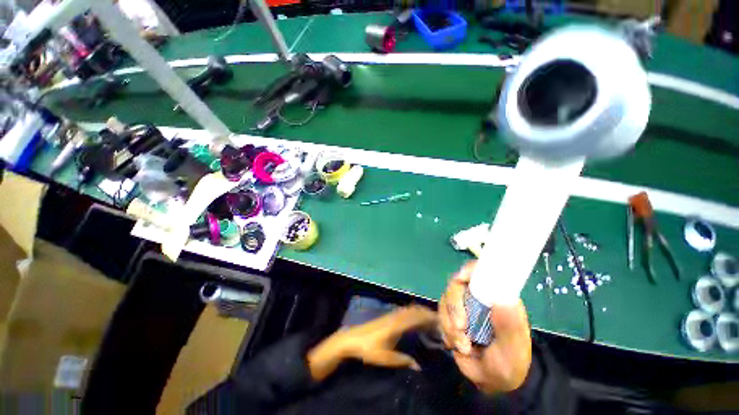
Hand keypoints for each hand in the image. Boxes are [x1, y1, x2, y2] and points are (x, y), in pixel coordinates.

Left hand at [307, 305, 436, 380]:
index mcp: (397, 324)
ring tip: (431, 319)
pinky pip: (405, 310)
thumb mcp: (386, 358)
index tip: (440, 321)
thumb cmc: (369, 348)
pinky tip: (416, 318)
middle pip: (415, 310)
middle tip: (440, 321)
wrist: (352, 338)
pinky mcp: (388, 315)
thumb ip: (403, 361)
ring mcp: (392, 314)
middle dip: (428, 313)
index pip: (416, 317)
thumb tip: (419, 366)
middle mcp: (396, 316)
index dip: (429, 317)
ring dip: (421, 311)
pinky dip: (414, 312)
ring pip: (410, 309)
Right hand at [439, 261, 531, 393]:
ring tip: (464, 346)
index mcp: (495, 295)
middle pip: (456, 285)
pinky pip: (440, 315)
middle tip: (460, 328)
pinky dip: (445, 330)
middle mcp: (476, 295)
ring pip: (445, 300)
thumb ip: (510, 325)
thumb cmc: (510, 360)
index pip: (480, 272)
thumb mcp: (514, 347)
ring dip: (449, 323)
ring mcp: (462, 305)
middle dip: (454, 306)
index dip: (468, 270)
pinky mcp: (451, 316)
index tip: (460, 279)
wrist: (492, 380)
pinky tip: (456, 345)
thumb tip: (502, 300)